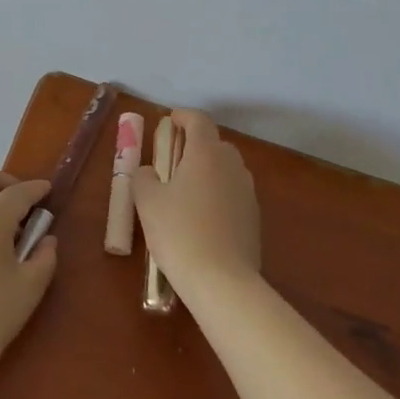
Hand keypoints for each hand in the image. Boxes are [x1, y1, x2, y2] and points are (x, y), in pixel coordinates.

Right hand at [130, 109, 260, 305]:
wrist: (222, 282)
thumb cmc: (179, 232)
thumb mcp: (147, 202)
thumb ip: (144, 178)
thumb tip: (150, 172)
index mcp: (206, 153)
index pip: (198, 120)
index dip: (183, 116)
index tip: (169, 122)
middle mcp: (232, 165)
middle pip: (215, 144)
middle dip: (195, 146)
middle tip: (173, 161)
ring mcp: (247, 192)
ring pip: (226, 170)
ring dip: (208, 171)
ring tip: (186, 192)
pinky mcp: (254, 218)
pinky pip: (233, 194)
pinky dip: (218, 195)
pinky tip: (203, 218)